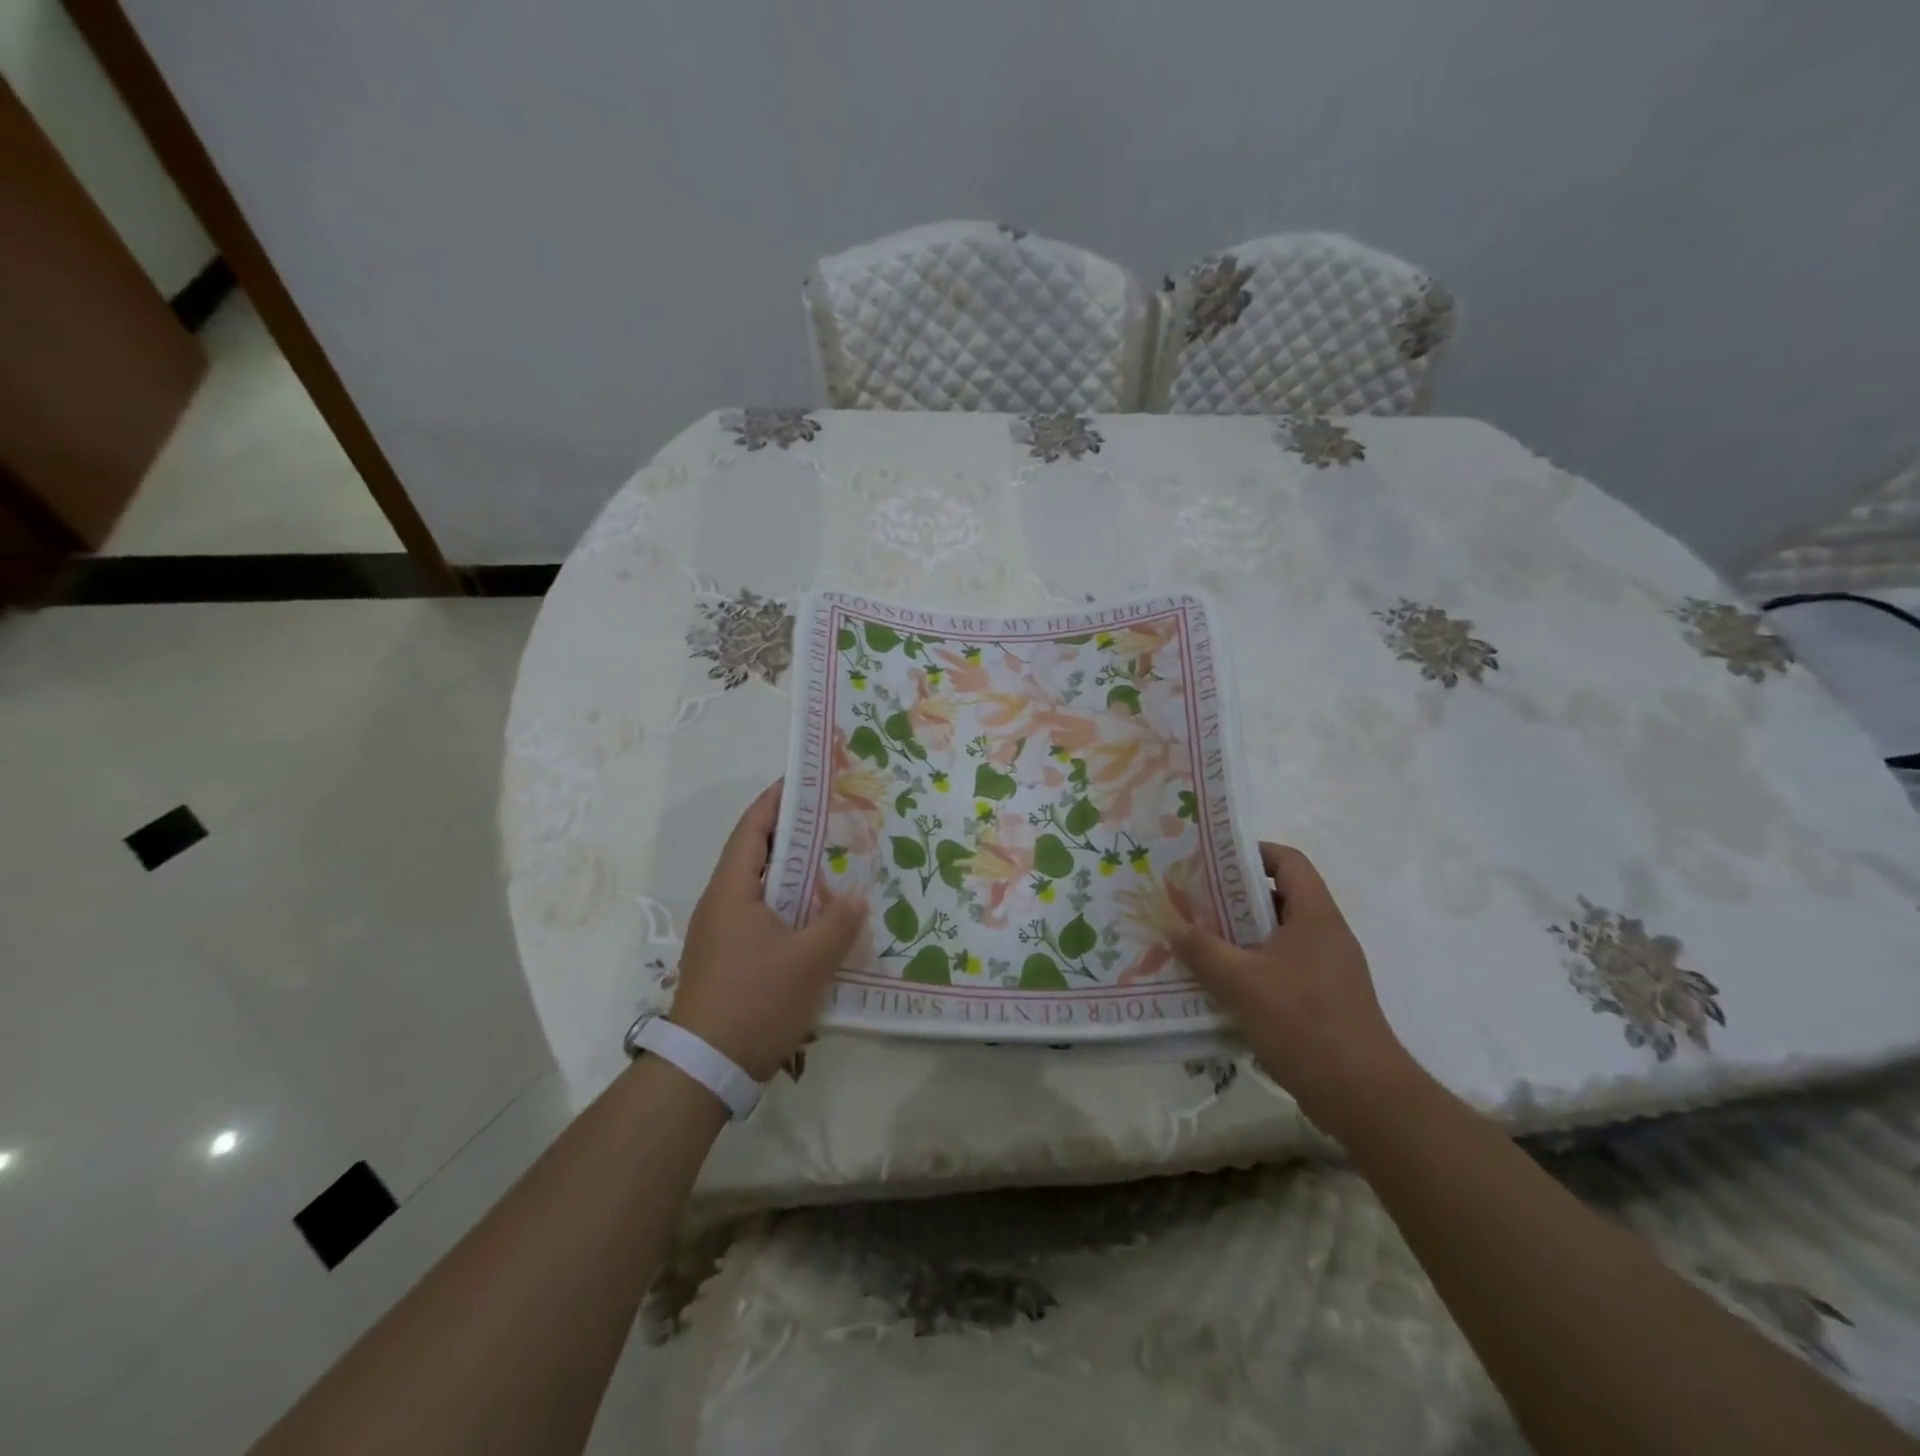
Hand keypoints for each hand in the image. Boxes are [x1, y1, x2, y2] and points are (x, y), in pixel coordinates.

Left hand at [669, 781, 866, 1081]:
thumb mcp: (809, 960)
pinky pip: (761, 913)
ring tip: (833, 861)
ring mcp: (721, 931)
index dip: (778, 800)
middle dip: (793, 832)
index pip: (753, 828)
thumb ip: (838, 921)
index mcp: (732, 890)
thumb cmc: (755, 1001)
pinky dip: (788, 902)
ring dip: (793, 871)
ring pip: (760, 886)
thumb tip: (856, 895)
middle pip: (757, 853)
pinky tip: (817, 914)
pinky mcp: (727, 956)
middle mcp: (721, 902)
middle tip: (834, 819)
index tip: (807, 780)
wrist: (704, 1067)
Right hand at [1171, 843, 1419, 1128]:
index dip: (1253, 852)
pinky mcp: (1324, 1000)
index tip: (1213, 861)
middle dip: (1234, 897)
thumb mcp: (1241, 982)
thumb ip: (1202, 950)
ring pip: (1278, 935)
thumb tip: (1173, 925)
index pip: (1289, 861)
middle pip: (1280, 897)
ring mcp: (1328, 970)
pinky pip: (1282, 967)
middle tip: (1193, 901)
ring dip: (1239, 935)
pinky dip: (1252, 967)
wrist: (1363, 1096)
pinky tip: (1221, 985)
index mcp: (1315, 916)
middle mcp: (1326, 935)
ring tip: (1197, 940)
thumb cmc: (1303, 1023)